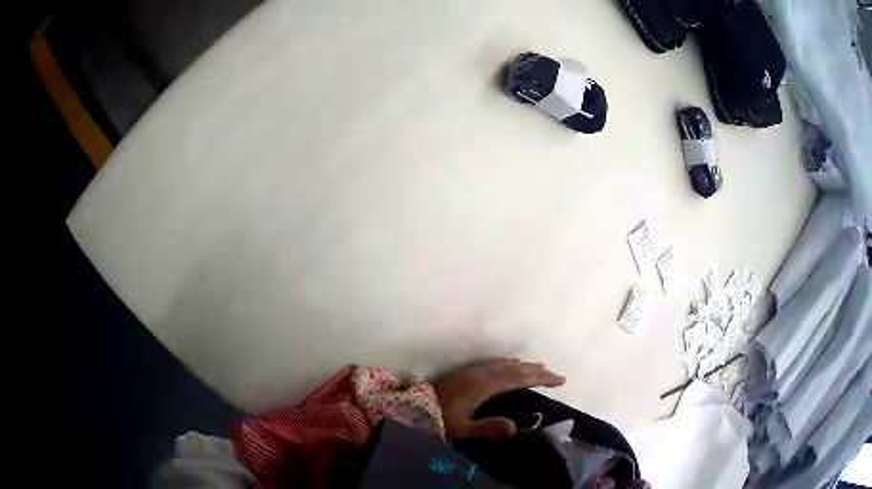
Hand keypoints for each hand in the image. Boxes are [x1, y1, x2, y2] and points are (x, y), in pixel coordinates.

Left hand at [433, 359, 564, 440]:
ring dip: (524, 366)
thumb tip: (515, 426)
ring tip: (539, 368)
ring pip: (505, 364)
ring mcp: (473, 371)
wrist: (411, 407)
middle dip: (537, 371)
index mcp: (483, 386)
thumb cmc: (437, 421)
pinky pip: (494, 364)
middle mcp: (481, 374)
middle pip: (515, 369)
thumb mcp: (462, 430)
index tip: (559, 380)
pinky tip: (509, 366)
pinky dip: (509, 364)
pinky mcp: (466, 373)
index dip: (541, 378)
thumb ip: (487, 428)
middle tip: (556, 375)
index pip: (519, 379)